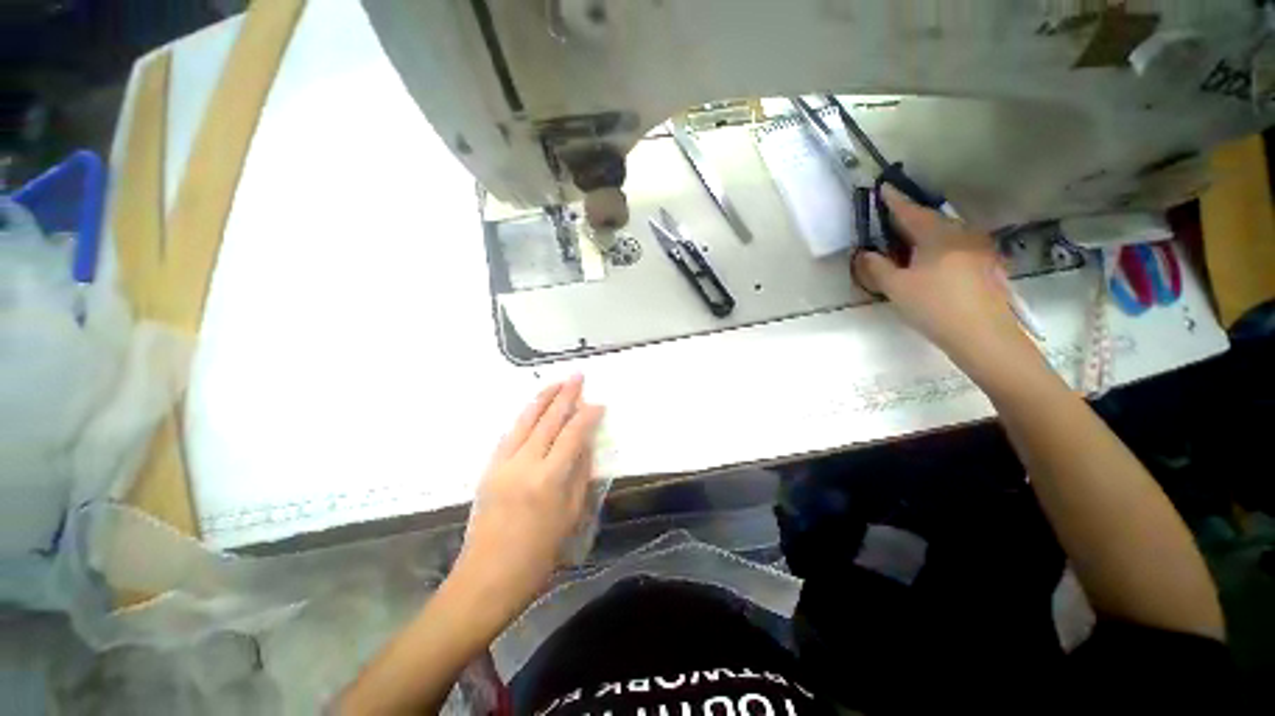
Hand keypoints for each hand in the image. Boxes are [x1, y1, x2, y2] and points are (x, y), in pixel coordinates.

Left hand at [453, 375, 604, 613]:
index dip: (587, 416)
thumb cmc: (538, 554)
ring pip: (525, 421)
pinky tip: (532, 408)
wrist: (487, 577)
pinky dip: (524, 417)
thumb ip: (579, 475)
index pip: (573, 435)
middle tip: (577, 376)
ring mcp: (502, 464)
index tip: (598, 403)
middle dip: (565, 395)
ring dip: (542, 398)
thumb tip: (585, 444)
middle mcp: (524, 464)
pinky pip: (509, 434)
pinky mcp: (488, 468)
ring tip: (555, 382)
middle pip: (548, 420)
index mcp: (548, 479)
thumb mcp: (570, 516)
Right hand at [853, 185, 1034, 370]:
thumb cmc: (934, 306)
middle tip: (893, 220)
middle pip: (932, 220)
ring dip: (927, 233)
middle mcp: (961, 234)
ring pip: (948, 233)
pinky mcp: (987, 265)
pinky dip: (941, 247)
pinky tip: (935, 262)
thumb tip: (865, 253)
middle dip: (912, 218)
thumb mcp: (897, 288)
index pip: (910, 212)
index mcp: (937, 235)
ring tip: (912, 242)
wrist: (983, 335)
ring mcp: (979, 249)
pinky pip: (958, 246)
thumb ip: (878, 268)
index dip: (894, 201)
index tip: (884, 187)